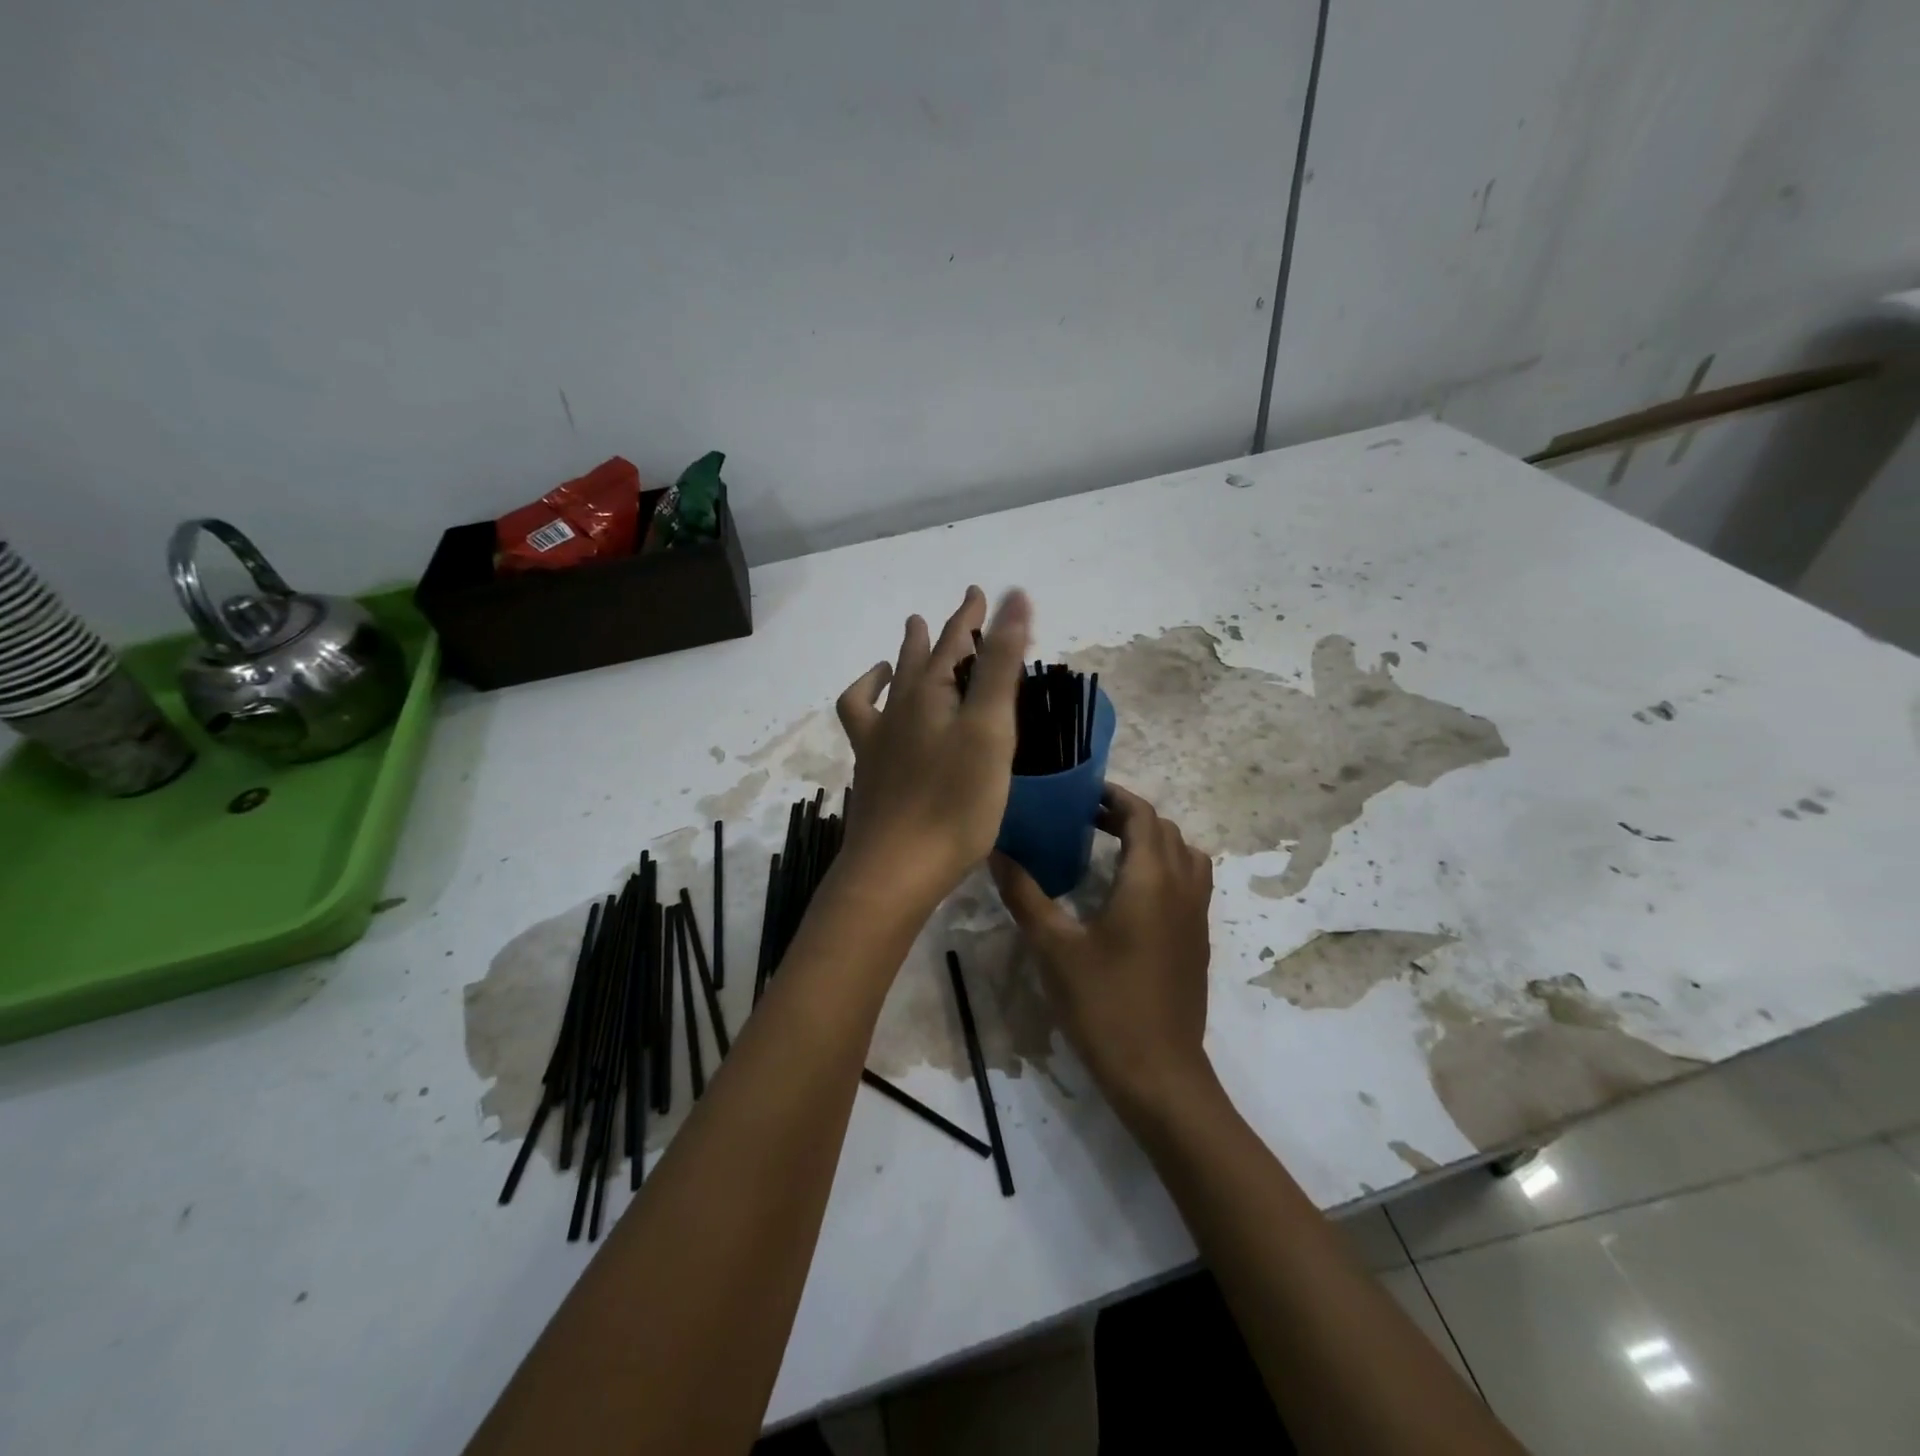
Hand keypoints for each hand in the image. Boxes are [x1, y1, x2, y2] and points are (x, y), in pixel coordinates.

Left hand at [834, 586, 1030, 910]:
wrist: (897, 868)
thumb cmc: (955, 801)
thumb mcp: (990, 729)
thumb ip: (1001, 664)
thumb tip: (1014, 597)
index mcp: (934, 694)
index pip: (956, 641)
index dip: (973, 616)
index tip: (984, 592)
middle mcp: (902, 707)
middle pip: (923, 656)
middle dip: (945, 631)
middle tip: (961, 611)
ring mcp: (881, 738)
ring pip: (892, 682)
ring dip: (904, 654)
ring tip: (912, 635)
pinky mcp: (871, 768)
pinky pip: (862, 717)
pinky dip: (868, 695)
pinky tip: (877, 698)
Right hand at [991, 785, 1215, 1118]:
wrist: (1158, 1073)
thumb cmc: (1103, 1004)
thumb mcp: (1054, 947)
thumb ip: (1024, 894)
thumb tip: (995, 852)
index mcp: (1151, 879)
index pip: (1143, 815)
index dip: (1115, 797)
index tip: (1082, 794)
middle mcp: (1182, 888)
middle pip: (1165, 831)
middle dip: (1129, 816)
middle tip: (1086, 819)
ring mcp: (1197, 916)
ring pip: (1185, 855)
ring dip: (1153, 841)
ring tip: (1112, 849)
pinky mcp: (1198, 941)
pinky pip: (1190, 883)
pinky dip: (1166, 868)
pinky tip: (1130, 894)